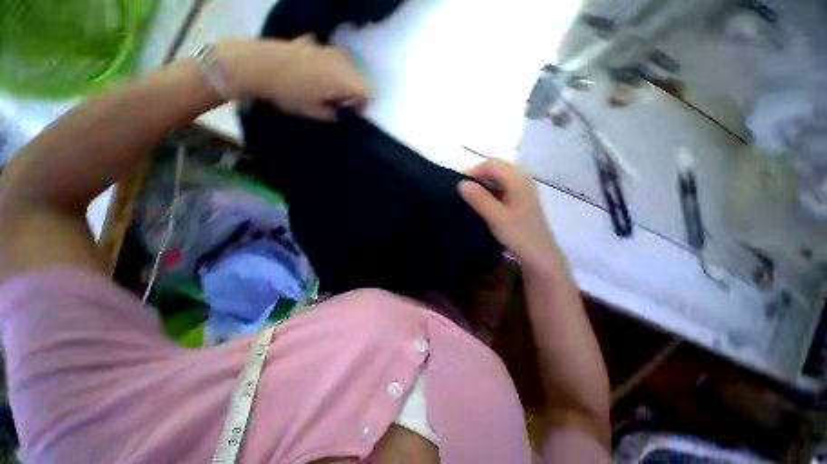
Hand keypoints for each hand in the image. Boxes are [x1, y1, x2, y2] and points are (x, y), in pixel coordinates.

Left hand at [216, 37, 368, 120]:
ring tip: (319, 89)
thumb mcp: (311, 111)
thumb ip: (331, 114)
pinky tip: (308, 72)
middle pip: (358, 78)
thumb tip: (340, 113)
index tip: (348, 116)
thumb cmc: (291, 93)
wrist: (266, 65)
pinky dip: (323, 65)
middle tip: (334, 104)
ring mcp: (332, 49)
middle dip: (350, 92)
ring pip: (343, 66)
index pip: (367, 95)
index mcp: (349, 80)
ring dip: (338, 77)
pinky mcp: (317, 43)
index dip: (361, 107)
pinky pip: (327, 57)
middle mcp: (347, 62)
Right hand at [459, 160, 560, 270]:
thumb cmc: (520, 236)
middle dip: (478, 177)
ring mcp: (525, 189)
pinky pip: (505, 189)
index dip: (472, 171)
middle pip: (496, 169)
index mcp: (517, 178)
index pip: (490, 164)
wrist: (542, 257)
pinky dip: (492, 193)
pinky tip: (483, 207)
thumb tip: (461, 183)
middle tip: (461, 193)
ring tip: (469, 200)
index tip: (456, 186)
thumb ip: (479, 199)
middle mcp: (522, 178)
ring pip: (500, 179)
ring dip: (484, 186)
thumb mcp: (496, 218)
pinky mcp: (524, 201)